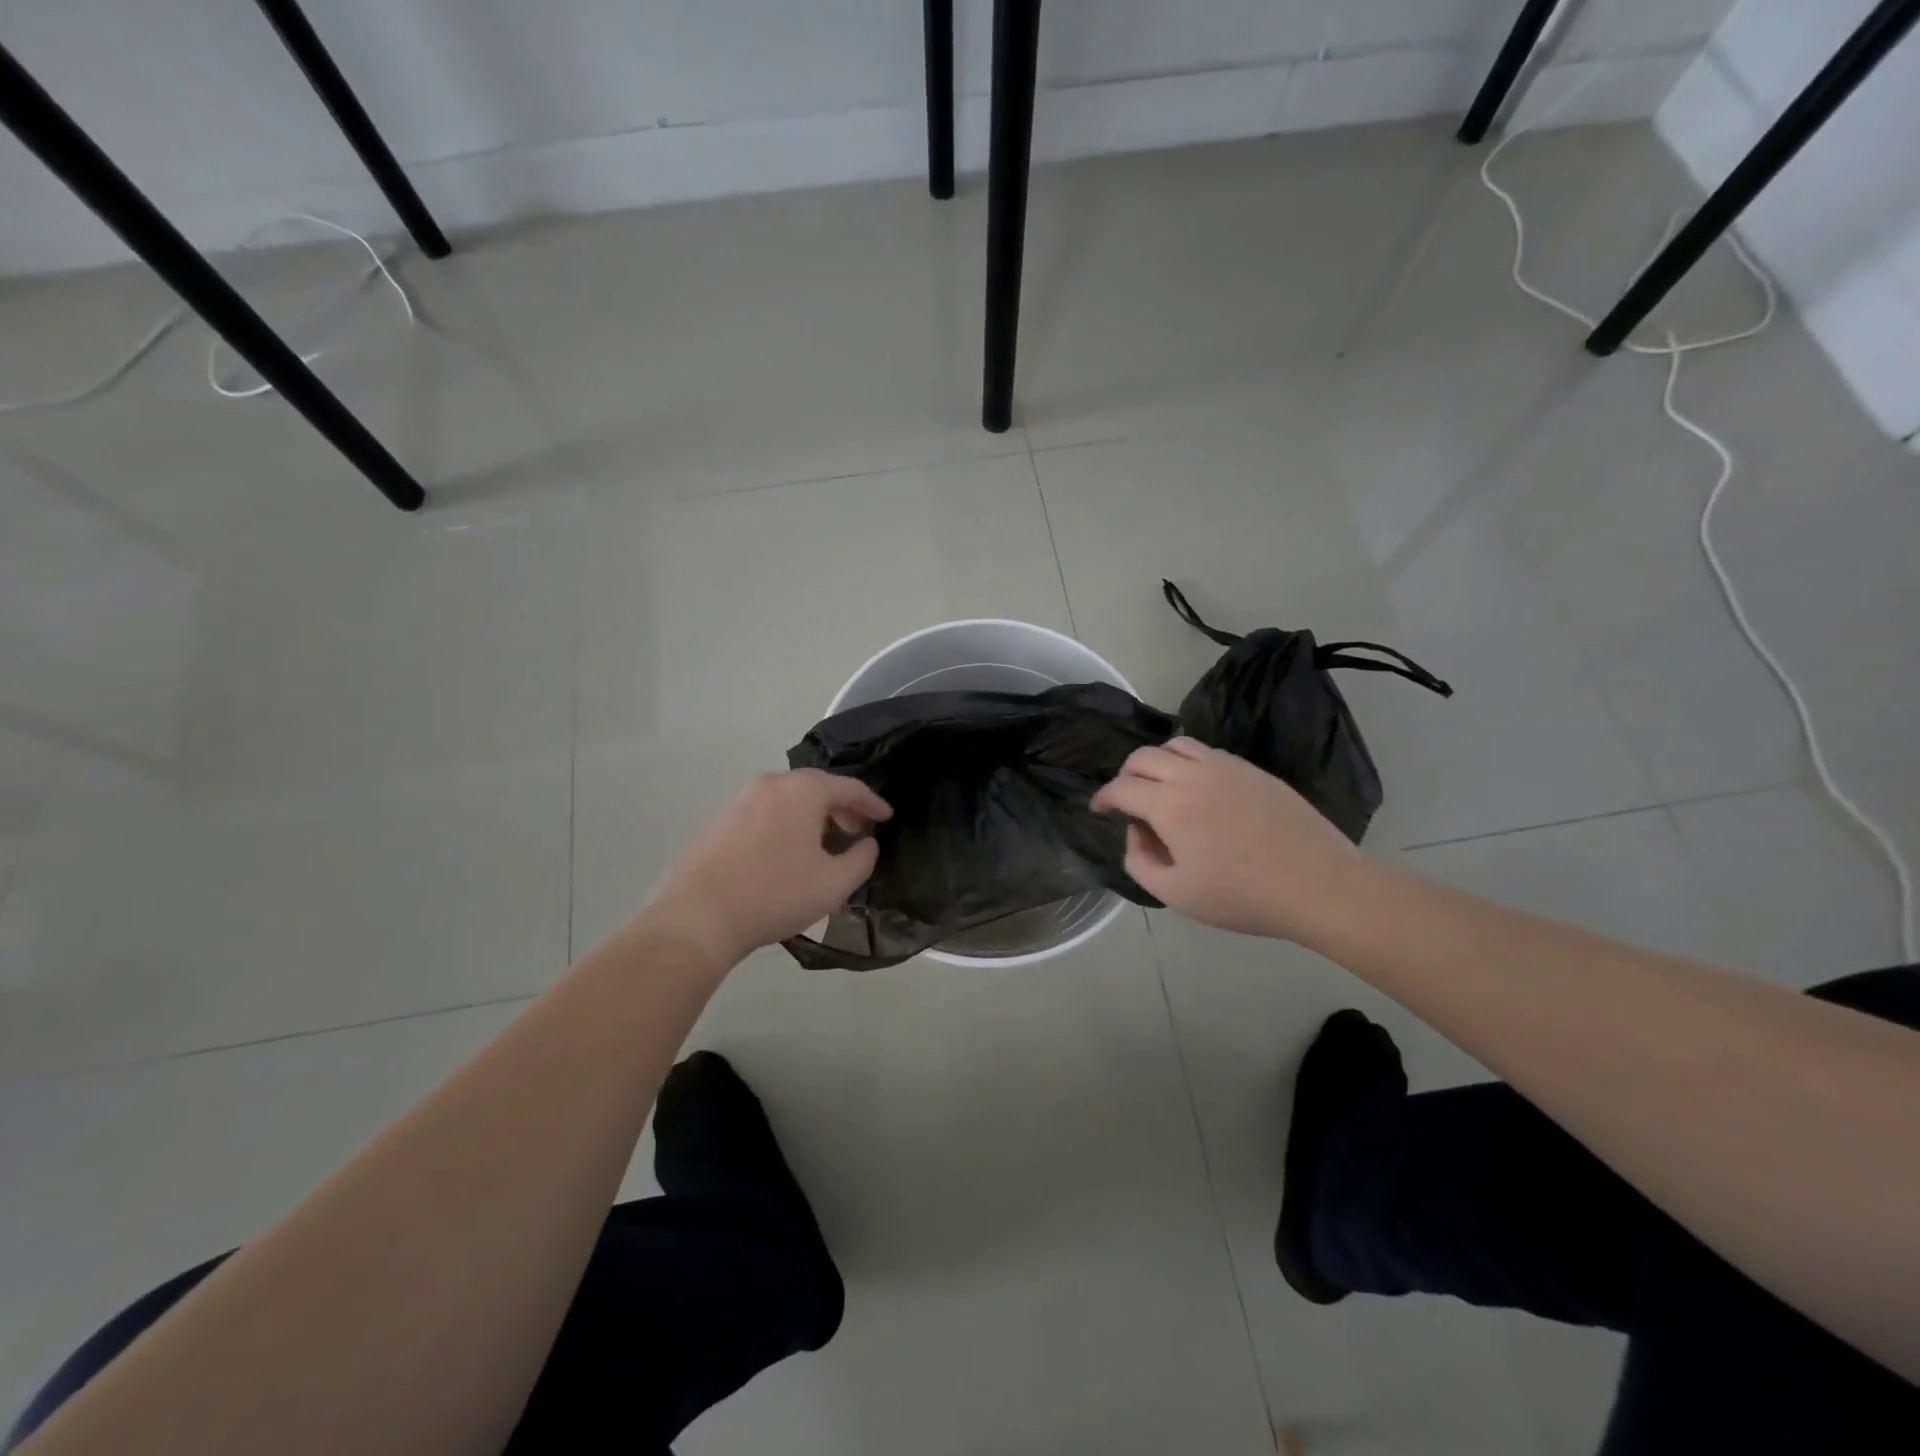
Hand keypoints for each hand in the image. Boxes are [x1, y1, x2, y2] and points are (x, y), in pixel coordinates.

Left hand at [644, 770, 891, 965]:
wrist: (697, 916)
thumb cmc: (775, 894)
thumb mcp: (834, 883)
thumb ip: (862, 859)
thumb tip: (867, 843)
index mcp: (803, 790)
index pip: (849, 787)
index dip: (873, 803)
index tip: (887, 818)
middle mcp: (771, 783)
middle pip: (817, 788)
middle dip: (843, 809)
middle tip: (859, 834)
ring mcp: (740, 799)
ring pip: (790, 800)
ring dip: (814, 817)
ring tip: (825, 846)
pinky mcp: (719, 819)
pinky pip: (766, 812)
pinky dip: (787, 824)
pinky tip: (789, 853)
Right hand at [1090, 737, 1372, 943]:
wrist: (1318, 885)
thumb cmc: (1243, 896)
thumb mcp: (1176, 895)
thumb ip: (1140, 863)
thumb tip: (1136, 835)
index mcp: (1169, 805)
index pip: (1122, 787)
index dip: (1103, 797)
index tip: (1099, 809)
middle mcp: (1192, 775)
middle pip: (1143, 756)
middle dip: (1125, 775)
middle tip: (1126, 799)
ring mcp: (1225, 767)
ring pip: (1176, 744)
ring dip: (1157, 761)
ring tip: (1160, 787)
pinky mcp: (1252, 770)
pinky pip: (1207, 752)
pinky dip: (1188, 761)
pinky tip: (1197, 789)